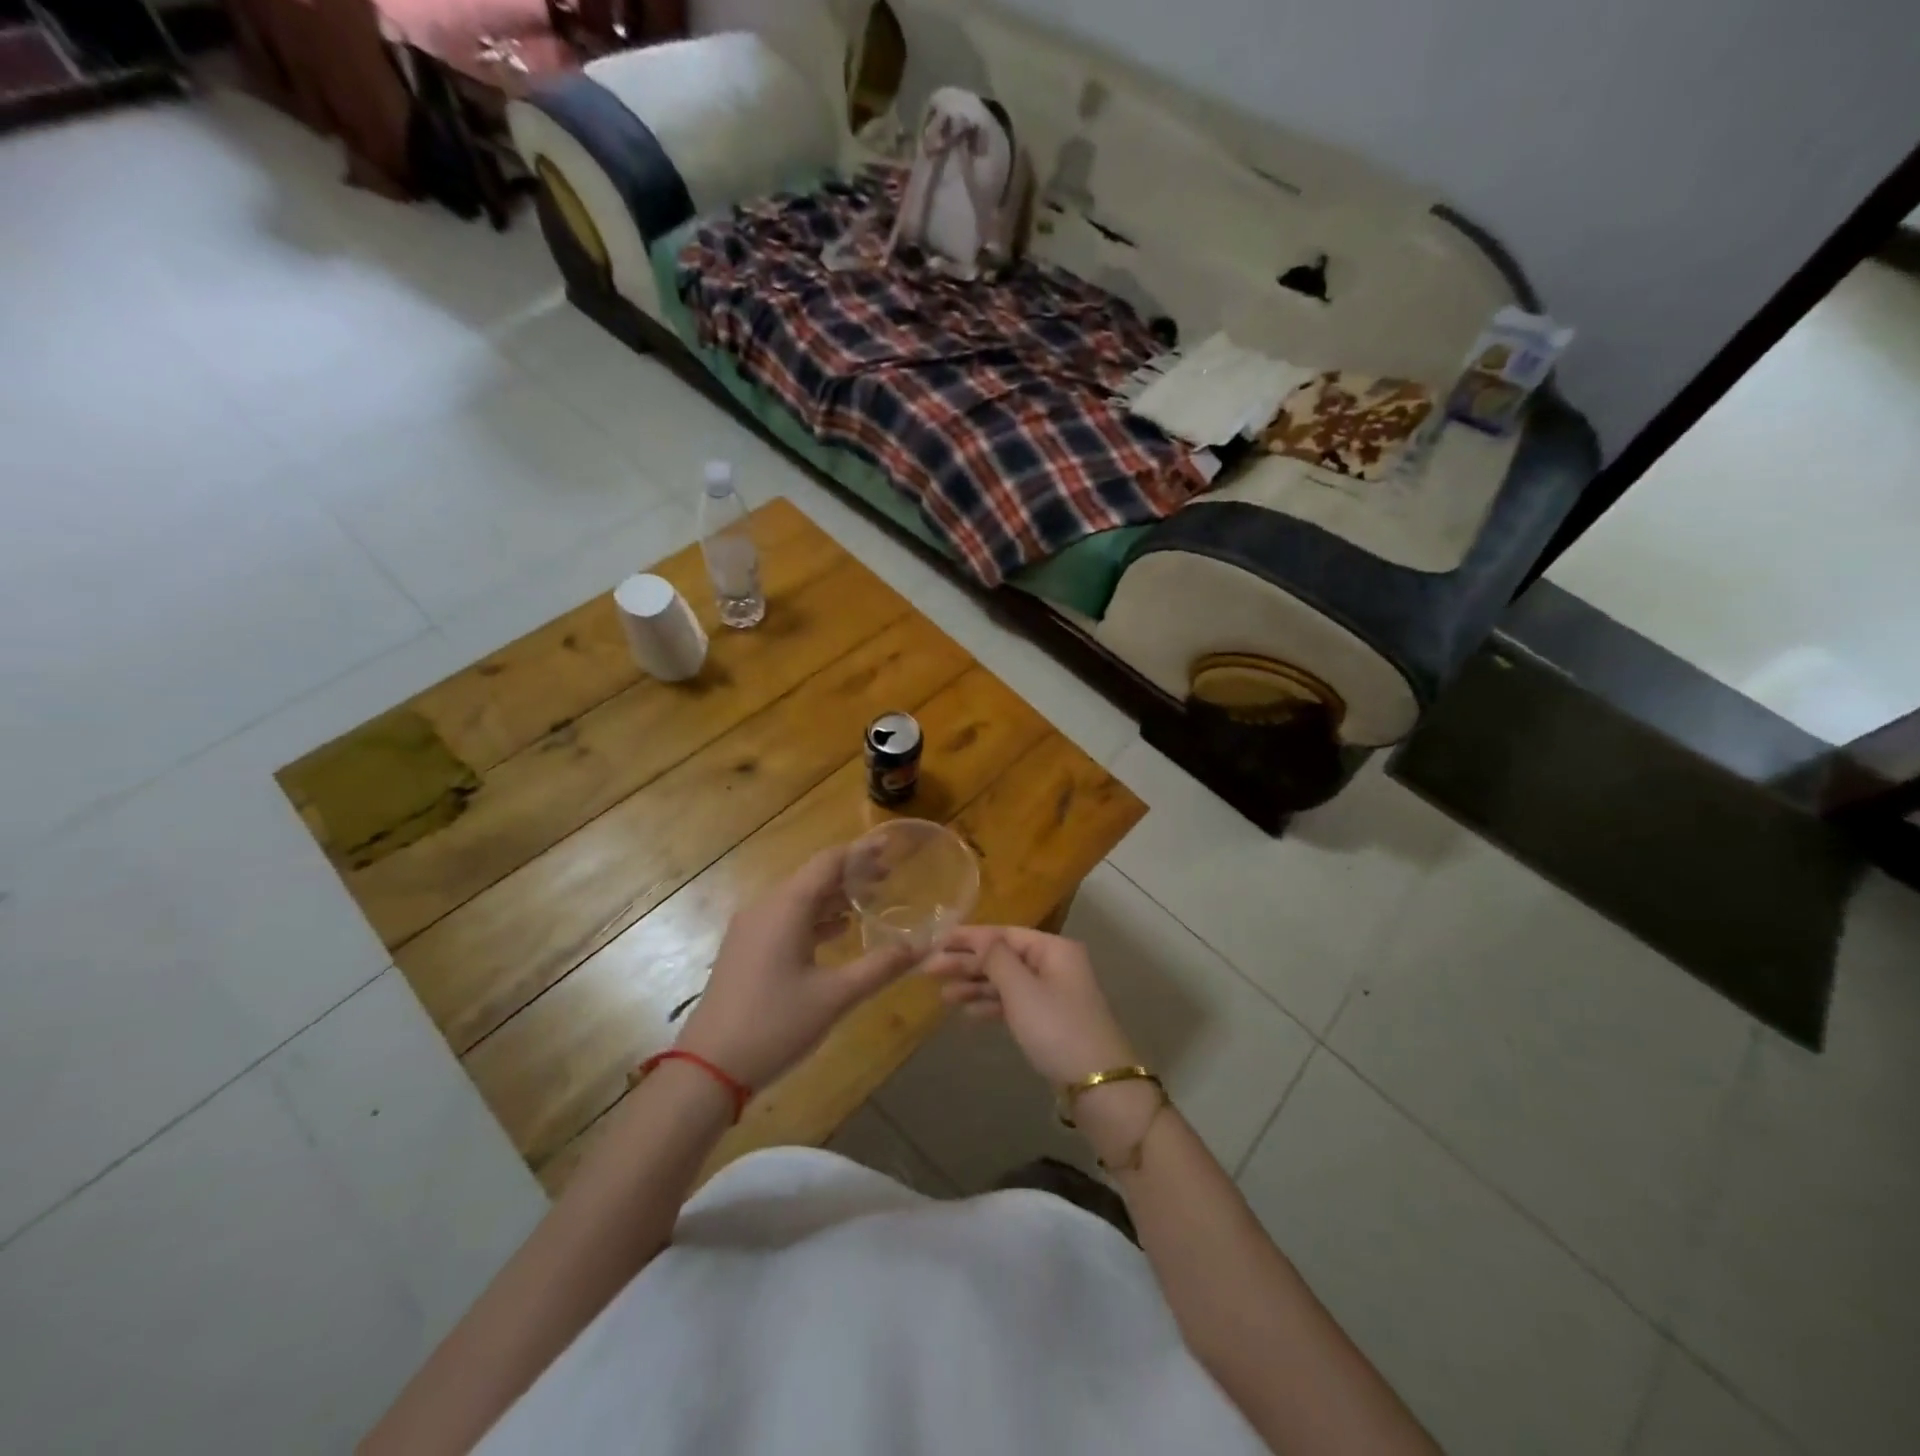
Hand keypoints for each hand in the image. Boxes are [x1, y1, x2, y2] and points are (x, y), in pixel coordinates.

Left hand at [676, 848, 921, 1090]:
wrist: (708, 1068)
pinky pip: (786, 920)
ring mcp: (751, 930)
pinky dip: (815, 918)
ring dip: (834, 897)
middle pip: (813, 878)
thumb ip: (880, 967)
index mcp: (786, 909)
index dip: (860, 852)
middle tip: (889, 876)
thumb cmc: (774, 1025)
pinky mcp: (746, 951)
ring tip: (871, 900)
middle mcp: (766, 909)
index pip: (828, 863)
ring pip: (799, 900)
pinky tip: (838, 931)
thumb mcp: (835, 997)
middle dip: (851, 874)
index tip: (890, 846)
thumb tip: (922, 947)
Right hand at [923, 925, 1137, 1085]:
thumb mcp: (1022, 990)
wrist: (1098, 1085)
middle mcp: (1054, 964)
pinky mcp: (1049, 1020)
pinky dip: (991, 1005)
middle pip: (1003, 956)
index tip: (936, 941)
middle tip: (929, 970)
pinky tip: (967, 1013)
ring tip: (942, 996)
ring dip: (975, 986)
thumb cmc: (1057, 1029)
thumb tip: (979, 939)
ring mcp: (1052, 993)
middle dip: (967, 963)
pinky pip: (1013, 1003)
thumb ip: (996, 959)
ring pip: (1006, 981)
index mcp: (1053, 949)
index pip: (1003, 933)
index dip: (968, 937)